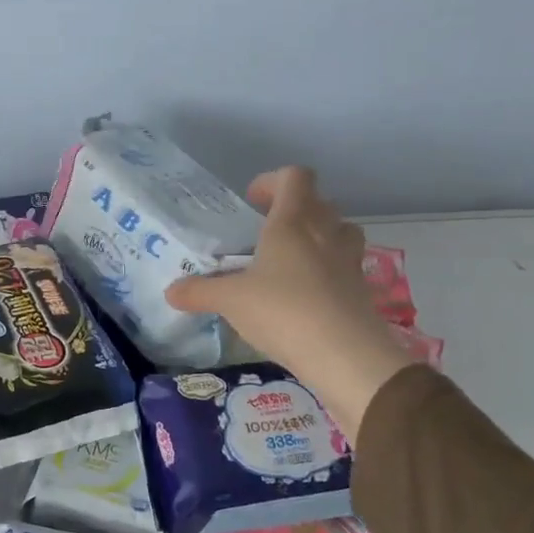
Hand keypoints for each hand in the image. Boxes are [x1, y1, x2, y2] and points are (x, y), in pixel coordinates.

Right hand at [164, 167, 411, 440]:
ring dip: (318, 237)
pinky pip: (344, 267)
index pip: (295, 177)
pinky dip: (327, 272)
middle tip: (268, 233)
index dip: (273, 181)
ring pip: (339, 232)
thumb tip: (171, 291)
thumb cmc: (283, 310)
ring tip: (290, 261)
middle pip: (319, 202)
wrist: (345, 355)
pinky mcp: (362, 290)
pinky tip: (304, 297)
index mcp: (293, 222)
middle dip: (294, 211)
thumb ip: (199, 292)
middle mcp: (326, 233)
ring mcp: (349, 261)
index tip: (252, 201)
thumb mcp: (230, 301)